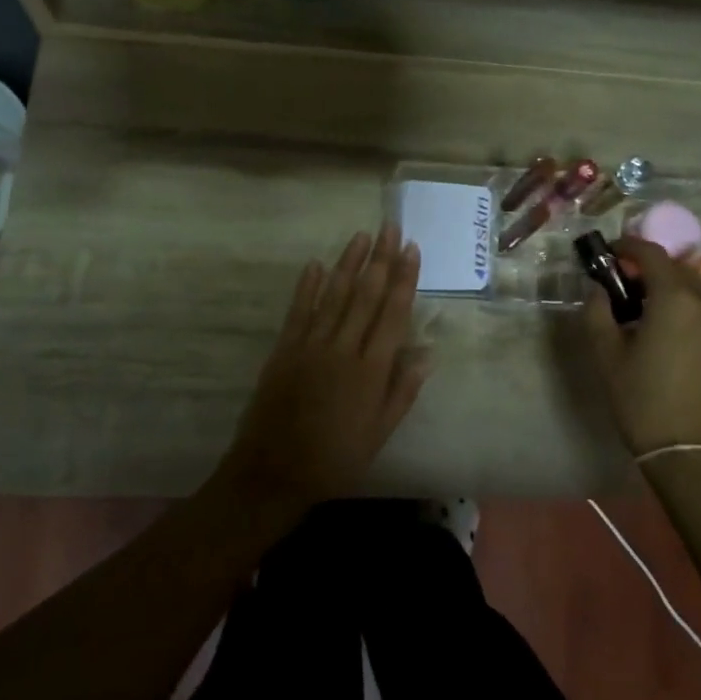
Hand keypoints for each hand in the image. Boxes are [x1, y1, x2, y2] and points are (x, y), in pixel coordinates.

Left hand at [223, 227, 429, 510]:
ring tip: (361, 235)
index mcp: (370, 370)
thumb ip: (403, 391)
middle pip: (365, 295)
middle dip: (380, 259)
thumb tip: (427, 353)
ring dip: (348, 263)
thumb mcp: (379, 433)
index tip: (412, 249)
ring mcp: (310, 345)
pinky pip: (299, 311)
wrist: (273, 472)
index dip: (404, 279)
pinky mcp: (284, 349)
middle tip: (390, 227)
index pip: (393, 313)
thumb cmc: (336, 458)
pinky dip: (308, 286)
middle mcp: (342, 348)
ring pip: (334, 295)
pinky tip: (317, 264)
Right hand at [582, 236, 700, 456]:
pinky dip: (681, 305)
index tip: (607, 253)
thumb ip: (598, 312)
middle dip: (647, 265)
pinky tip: (661, 329)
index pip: (652, 253)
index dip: (627, 246)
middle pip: (676, 266)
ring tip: (638, 306)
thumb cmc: (643, 401)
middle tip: (619, 280)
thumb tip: (599, 290)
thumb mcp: (607, 355)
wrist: (692, 453)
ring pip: (692, 287)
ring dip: (666, 285)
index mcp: (676, 299)